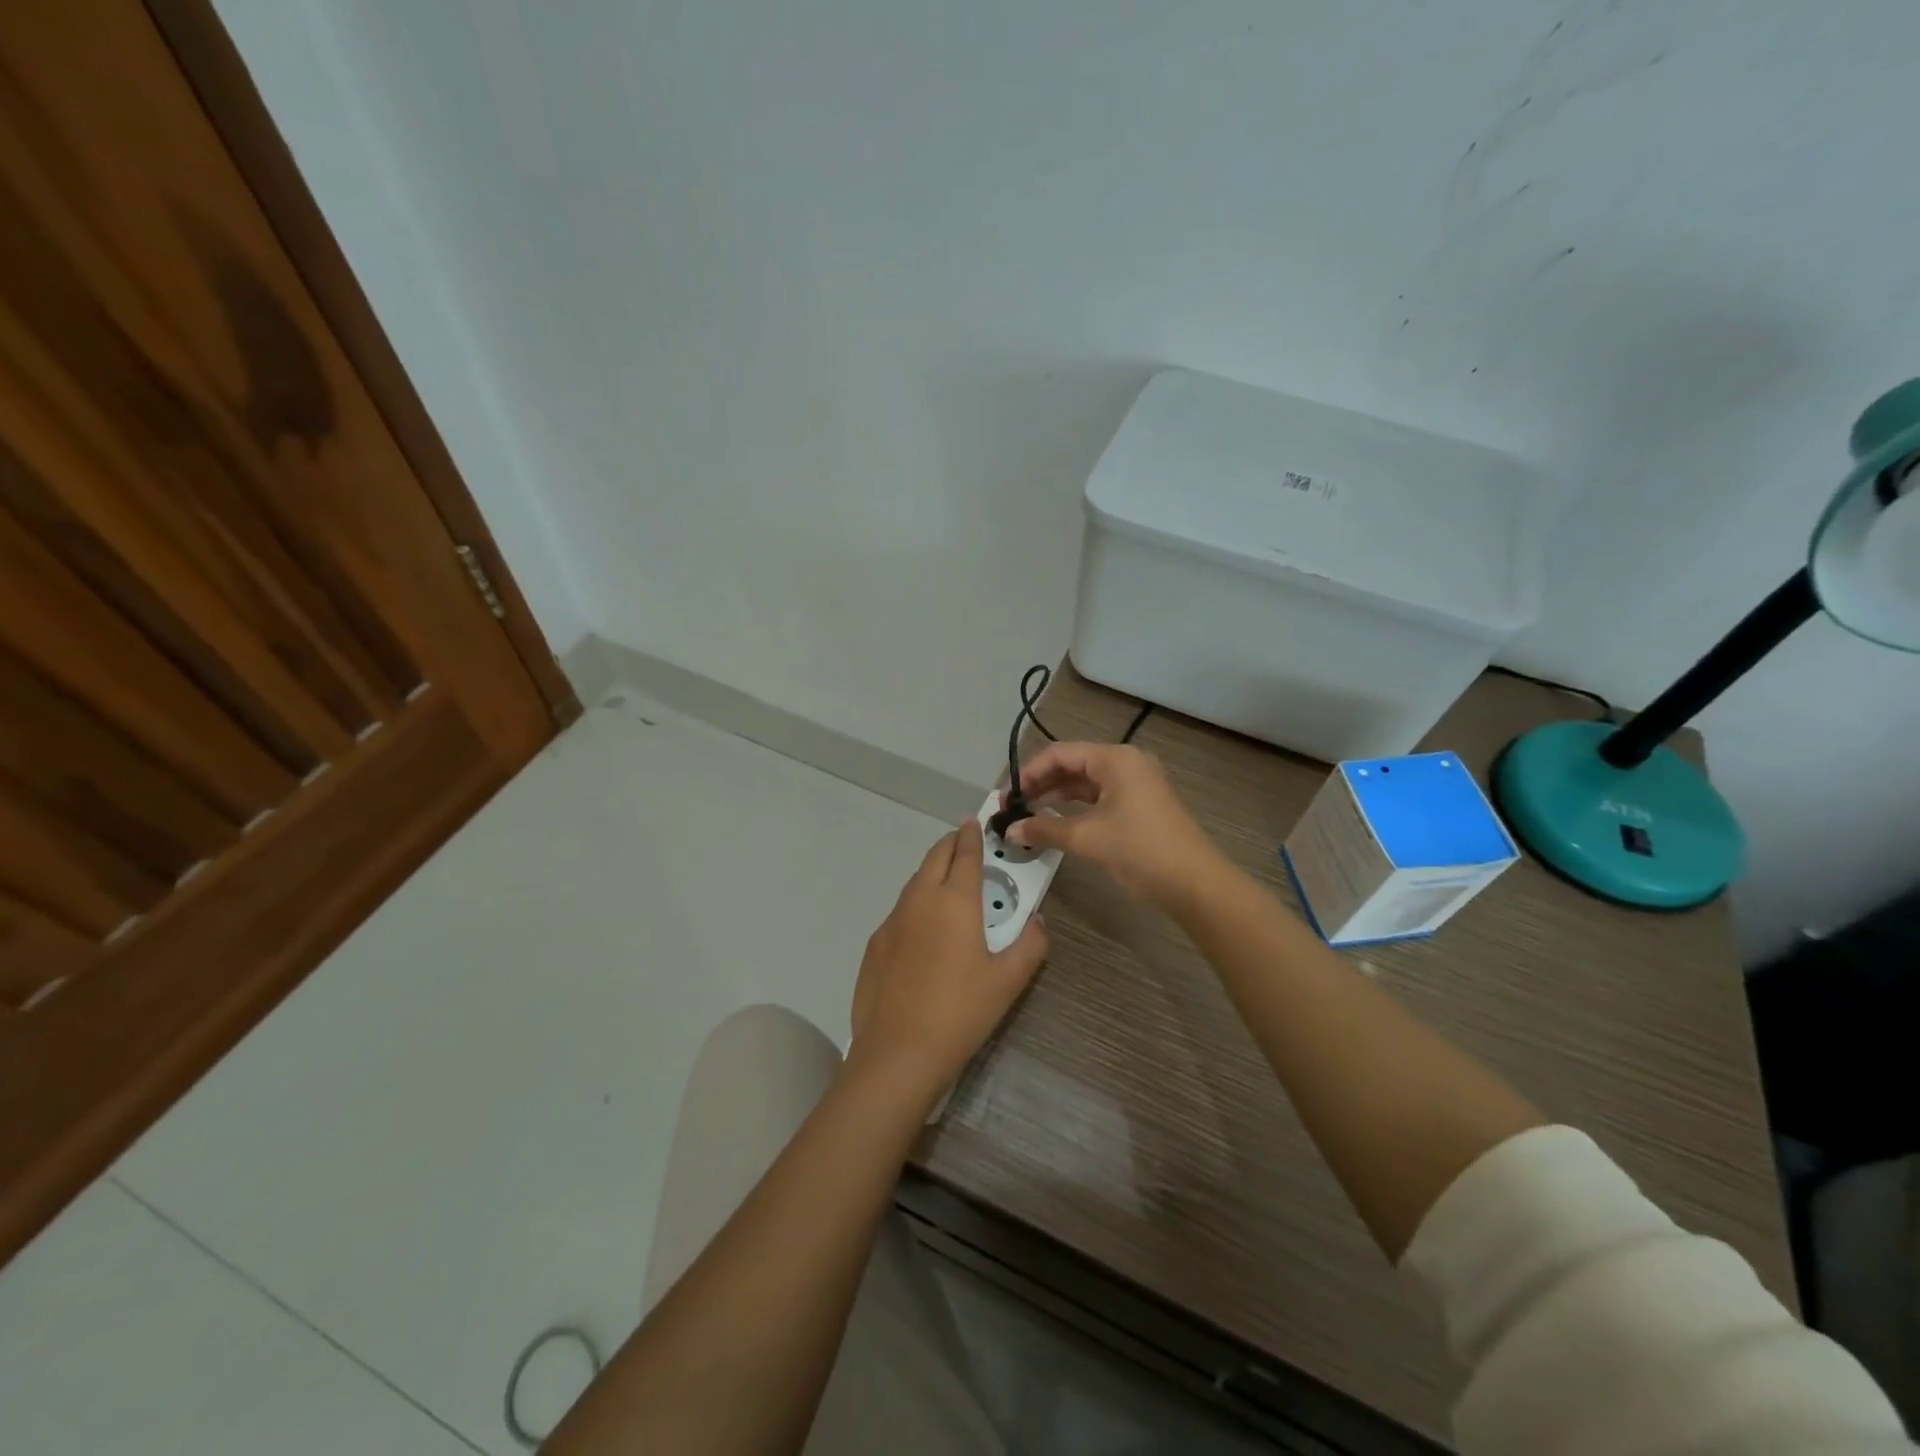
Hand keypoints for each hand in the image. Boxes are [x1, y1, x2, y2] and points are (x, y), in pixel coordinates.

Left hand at [850, 820, 1048, 1102]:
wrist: (898, 1053)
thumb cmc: (961, 1012)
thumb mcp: (1008, 982)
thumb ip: (1030, 946)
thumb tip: (1038, 922)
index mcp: (955, 901)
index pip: (965, 855)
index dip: (972, 837)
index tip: (974, 824)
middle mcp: (920, 900)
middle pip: (935, 858)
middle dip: (950, 845)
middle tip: (962, 842)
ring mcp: (893, 921)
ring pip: (914, 883)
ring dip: (931, 873)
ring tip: (946, 881)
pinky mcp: (875, 944)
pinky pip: (900, 912)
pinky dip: (915, 904)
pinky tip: (922, 929)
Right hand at [1006, 742, 1226, 908]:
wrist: (1194, 883)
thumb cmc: (1140, 850)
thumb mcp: (1087, 838)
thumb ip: (1044, 829)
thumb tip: (1010, 831)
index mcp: (1115, 759)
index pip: (1060, 754)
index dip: (1028, 773)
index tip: (1006, 797)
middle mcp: (1125, 763)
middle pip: (1071, 765)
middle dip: (1040, 785)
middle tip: (1012, 808)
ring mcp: (1135, 783)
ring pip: (1084, 783)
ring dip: (1055, 797)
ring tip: (1027, 816)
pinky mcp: (1139, 804)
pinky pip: (1098, 797)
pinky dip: (1075, 808)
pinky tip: (1055, 822)